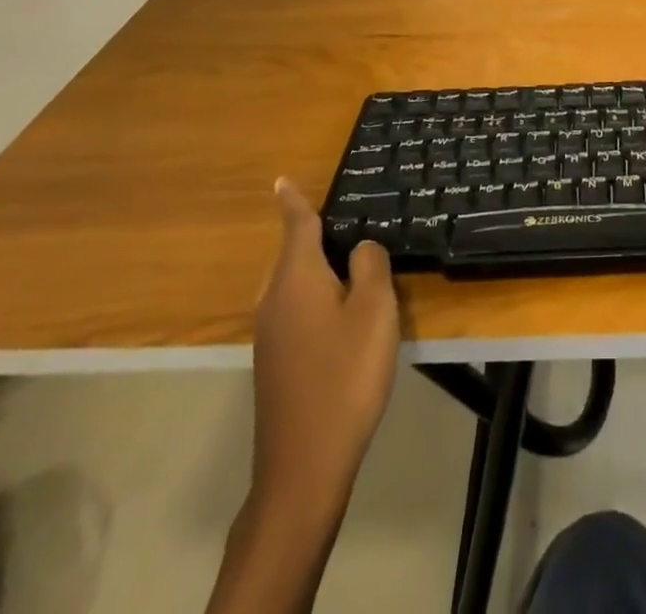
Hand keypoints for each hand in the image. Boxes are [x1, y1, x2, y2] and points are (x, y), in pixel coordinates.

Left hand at [250, 179, 400, 505]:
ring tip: (355, 267)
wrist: (304, 464)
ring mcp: (271, 334)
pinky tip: (344, 316)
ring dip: (320, 271)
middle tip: (351, 225)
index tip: (280, 180)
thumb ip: (370, 266)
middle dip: (316, 238)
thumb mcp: (374, 310)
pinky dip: (318, 299)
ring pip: (296, 284)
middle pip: (295, 254)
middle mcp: (275, 299)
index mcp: (296, 278)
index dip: (292, 201)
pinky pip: (296, 310)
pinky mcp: (275, 362)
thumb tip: (360, 248)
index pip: (296, 226)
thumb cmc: (345, 374)